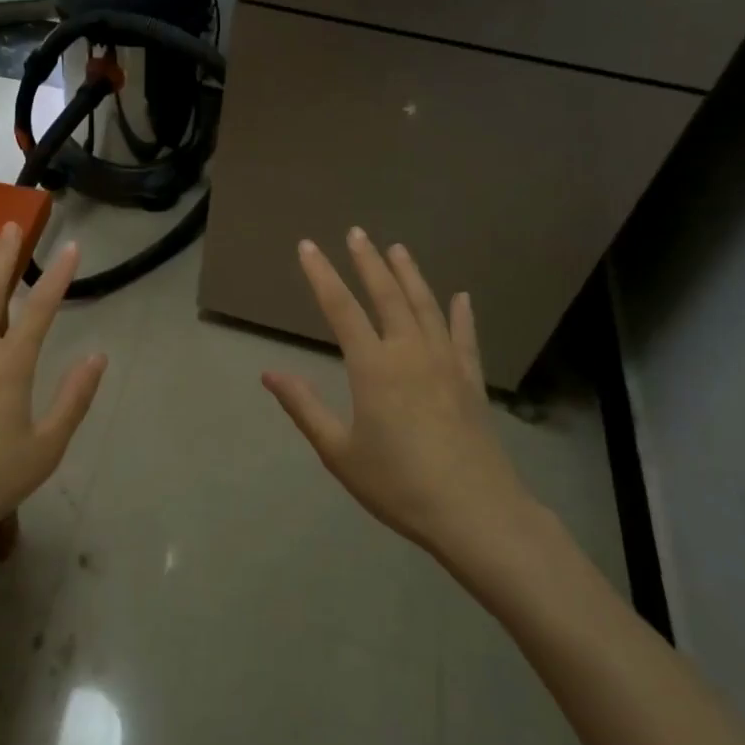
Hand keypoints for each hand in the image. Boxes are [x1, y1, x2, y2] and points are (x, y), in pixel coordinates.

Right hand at [262, 228, 538, 570]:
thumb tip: (269, 373)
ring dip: (410, 274)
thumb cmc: (398, 484)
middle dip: (368, 262)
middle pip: (387, 295)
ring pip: (426, 306)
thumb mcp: (339, 451)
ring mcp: (446, 363)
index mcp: (373, 366)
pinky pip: (465, 337)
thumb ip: (304, 407)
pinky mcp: (471, 381)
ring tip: (398, 248)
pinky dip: (462, 314)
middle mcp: (410, 352)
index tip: (308, 246)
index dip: (322, 274)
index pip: (341, 308)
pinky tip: (461, 297)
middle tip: (357, 232)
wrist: (475, 512)